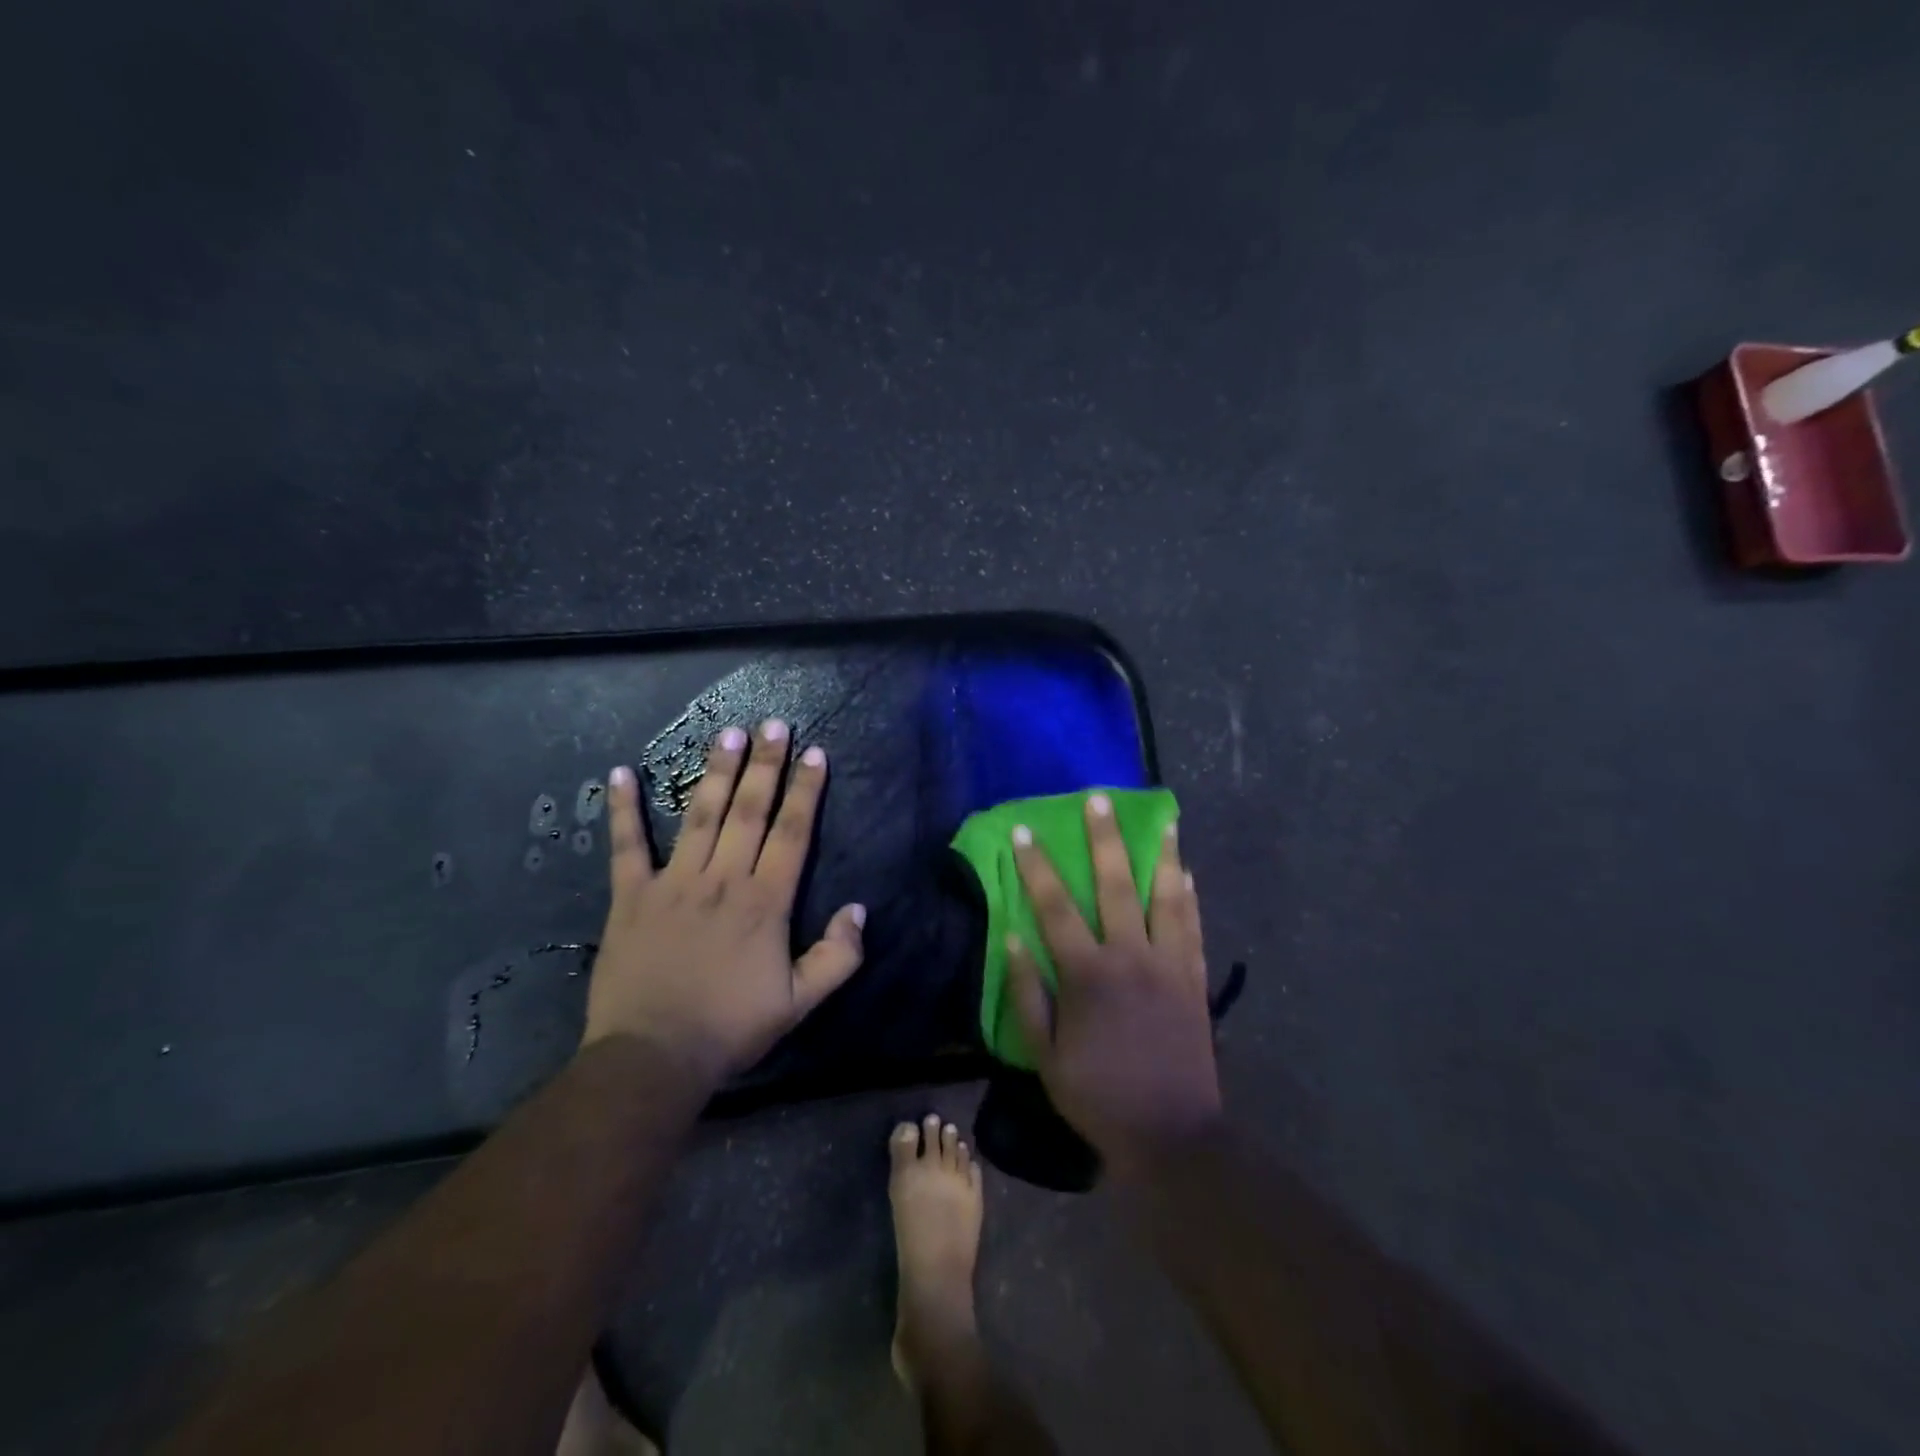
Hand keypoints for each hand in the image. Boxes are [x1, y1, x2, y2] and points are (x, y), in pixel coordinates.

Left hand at [582, 719, 866, 1085]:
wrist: (653, 1057)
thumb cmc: (731, 1027)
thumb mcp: (799, 1002)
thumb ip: (837, 956)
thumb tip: (858, 910)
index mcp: (764, 901)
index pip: (792, 832)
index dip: (805, 790)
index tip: (814, 754)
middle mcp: (722, 879)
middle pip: (749, 811)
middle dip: (765, 765)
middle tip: (773, 724)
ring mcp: (674, 883)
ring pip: (700, 816)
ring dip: (716, 772)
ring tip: (728, 734)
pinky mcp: (631, 897)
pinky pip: (626, 847)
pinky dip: (623, 810)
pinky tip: (621, 773)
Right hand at [1007, 794, 1221, 1180]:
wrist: (1170, 1134)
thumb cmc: (1097, 1096)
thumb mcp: (1045, 1056)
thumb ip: (1028, 994)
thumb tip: (1014, 937)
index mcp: (1087, 974)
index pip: (1056, 907)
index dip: (1037, 867)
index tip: (1026, 832)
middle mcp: (1130, 957)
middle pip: (1115, 885)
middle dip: (1103, 838)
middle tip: (1098, 799)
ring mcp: (1169, 965)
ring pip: (1166, 897)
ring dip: (1162, 855)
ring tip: (1164, 819)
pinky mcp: (1194, 980)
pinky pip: (1193, 927)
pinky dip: (1189, 896)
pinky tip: (1187, 872)